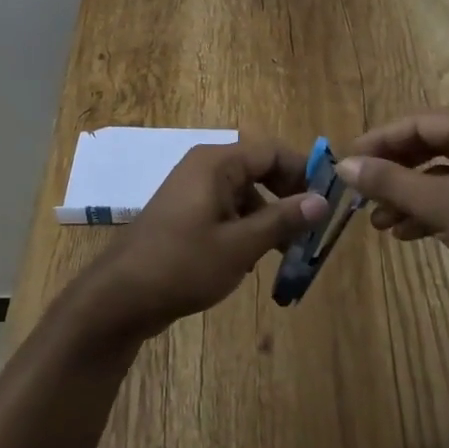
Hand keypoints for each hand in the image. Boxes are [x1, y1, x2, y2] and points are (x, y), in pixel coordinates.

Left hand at [77, 139, 327, 343]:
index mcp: (217, 163)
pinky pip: (226, 209)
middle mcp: (205, 167)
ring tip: (290, 252)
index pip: (272, 150)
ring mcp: (192, 190)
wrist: (121, 296)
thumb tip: (322, 201)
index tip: (328, 199)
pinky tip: (255, 259)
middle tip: (312, 228)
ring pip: (244, 193)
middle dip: (288, 196)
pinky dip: (246, 227)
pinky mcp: (185, 214)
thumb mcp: (240, 246)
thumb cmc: (183, 264)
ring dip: (269, 217)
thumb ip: (282, 220)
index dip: (303, 170)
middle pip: (259, 169)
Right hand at [340, 110, 448, 321]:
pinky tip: (403, 233)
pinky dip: (426, 211)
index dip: (379, 141)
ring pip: (437, 175)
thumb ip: (389, 181)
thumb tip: (343, 165)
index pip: (417, 123)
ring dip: (405, 195)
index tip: (347, 160)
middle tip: (359, 191)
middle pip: (426, 147)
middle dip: (392, 171)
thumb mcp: (440, 204)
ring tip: (377, 220)